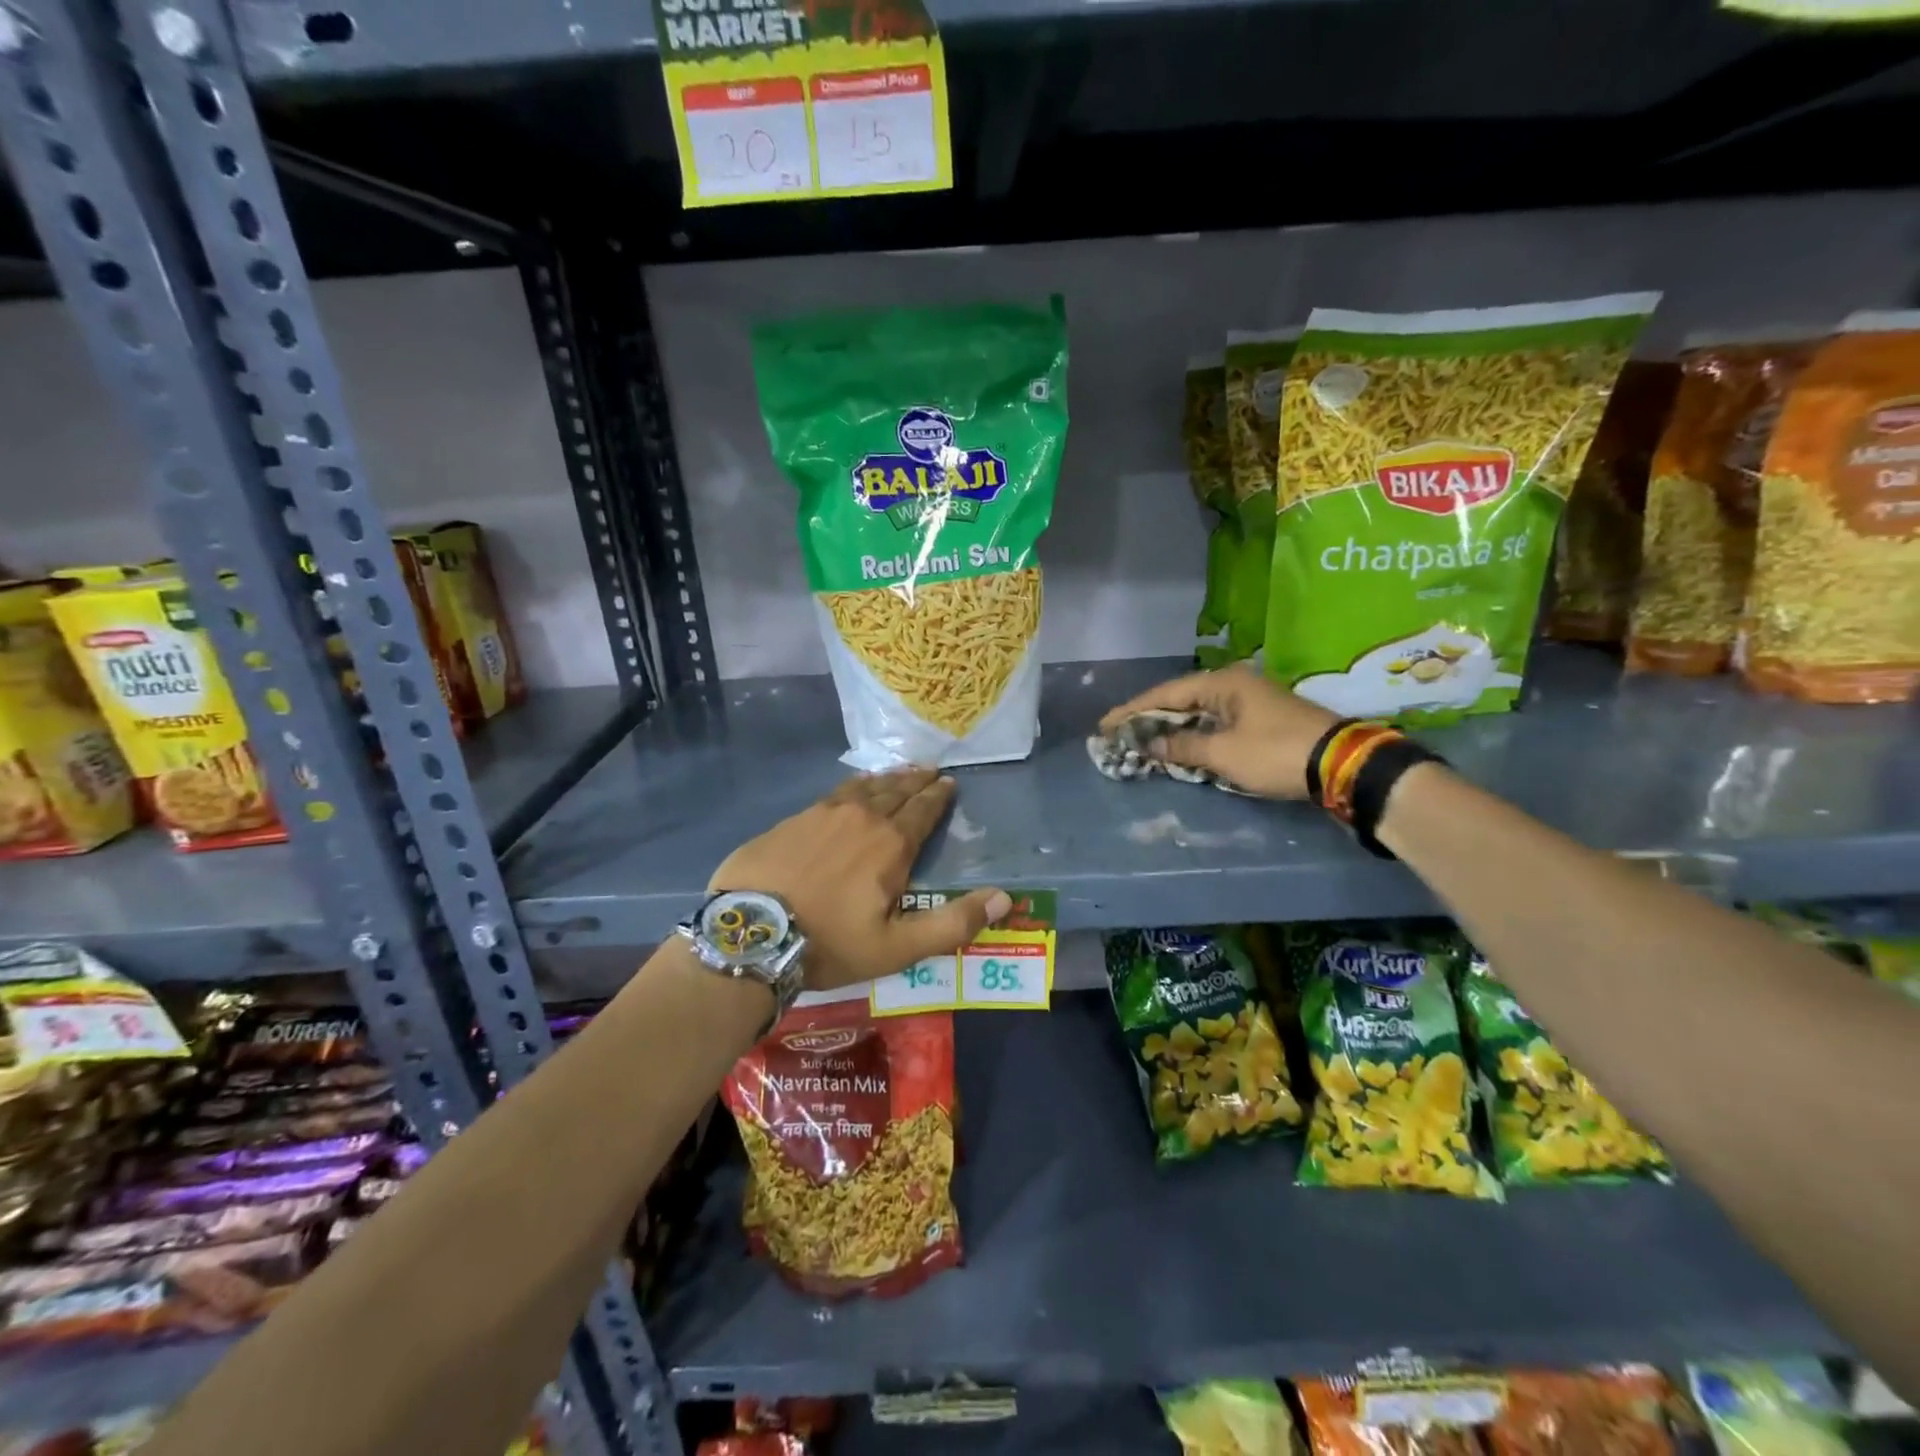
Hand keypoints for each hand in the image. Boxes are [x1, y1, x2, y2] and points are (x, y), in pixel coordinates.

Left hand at [709, 768, 1010, 991]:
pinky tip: (853, 786)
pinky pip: (833, 793)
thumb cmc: (830, 943)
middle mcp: (861, 818)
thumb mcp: (898, 947)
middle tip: (930, 770)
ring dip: (887, 779)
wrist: (750, 935)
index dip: (938, 797)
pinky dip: (853, 786)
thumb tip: (1004, 899)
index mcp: (891, 844)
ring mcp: (823, 814)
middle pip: (896, 792)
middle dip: (917, 781)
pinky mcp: (793, 820)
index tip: (949, 783)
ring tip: (900, 772)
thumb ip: (953, 923)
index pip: (923, 811)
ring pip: (865, 788)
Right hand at [1098, 665, 1338, 799]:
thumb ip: (1182, 747)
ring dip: (1171, 729)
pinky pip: (1215, 724)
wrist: (1342, 765)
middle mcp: (1234, 685)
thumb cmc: (1276, 753)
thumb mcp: (1224, 753)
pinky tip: (1178, 748)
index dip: (1132, 711)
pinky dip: (1194, 736)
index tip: (1105, 725)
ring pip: (1198, 713)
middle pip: (1180, 700)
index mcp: (1223, 683)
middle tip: (1119, 734)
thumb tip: (1150, 745)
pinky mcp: (1260, 721)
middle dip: (1149, 719)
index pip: (1166, 694)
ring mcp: (1249, 702)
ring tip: (1142, 742)